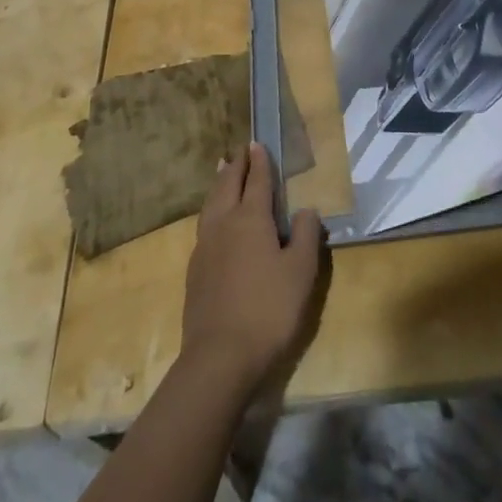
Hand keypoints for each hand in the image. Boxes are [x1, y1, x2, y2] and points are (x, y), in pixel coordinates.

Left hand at [181, 143, 324, 399]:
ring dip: (219, 184)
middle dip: (236, 166)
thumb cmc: (268, 310)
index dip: (259, 162)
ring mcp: (205, 247)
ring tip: (221, 171)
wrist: (219, 358)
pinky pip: (204, 225)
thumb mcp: (301, 272)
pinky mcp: (195, 271)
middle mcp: (224, 224)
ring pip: (211, 203)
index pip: (257, 180)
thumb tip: (306, 209)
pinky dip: (211, 209)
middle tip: (239, 151)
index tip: (257, 143)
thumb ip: (305, 235)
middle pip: (228, 185)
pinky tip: (213, 220)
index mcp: (251, 218)